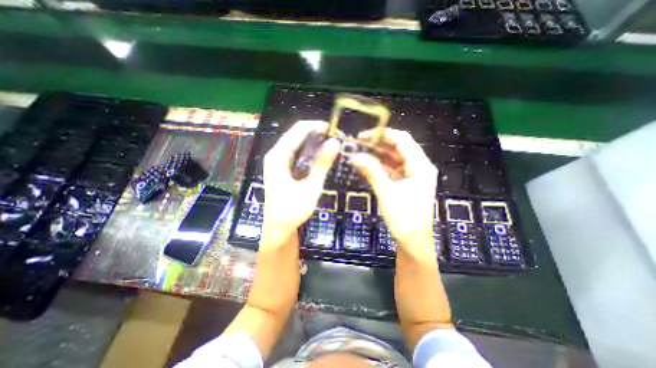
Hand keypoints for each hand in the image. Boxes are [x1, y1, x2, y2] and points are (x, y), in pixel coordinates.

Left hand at [263, 120, 341, 236]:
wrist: (278, 227)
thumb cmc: (292, 210)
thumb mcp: (311, 187)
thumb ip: (322, 164)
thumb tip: (335, 142)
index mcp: (278, 156)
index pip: (298, 129)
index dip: (317, 126)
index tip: (335, 130)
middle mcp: (276, 154)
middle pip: (297, 133)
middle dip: (317, 133)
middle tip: (337, 139)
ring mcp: (278, 160)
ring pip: (297, 142)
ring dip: (315, 141)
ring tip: (332, 145)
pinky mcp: (282, 167)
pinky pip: (297, 152)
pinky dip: (310, 150)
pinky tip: (321, 155)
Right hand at [351, 129, 437, 251]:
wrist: (412, 241)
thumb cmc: (404, 218)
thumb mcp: (386, 193)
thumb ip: (372, 172)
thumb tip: (355, 156)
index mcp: (420, 166)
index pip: (403, 140)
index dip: (383, 134)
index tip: (364, 135)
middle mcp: (419, 167)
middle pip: (398, 148)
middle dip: (378, 144)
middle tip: (358, 143)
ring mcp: (413, 175)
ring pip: (394, 158)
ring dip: (377, 155)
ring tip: (359, 152)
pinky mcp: (406, 183)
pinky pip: (392, 169)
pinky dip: (380, 166)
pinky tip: (367, 164)